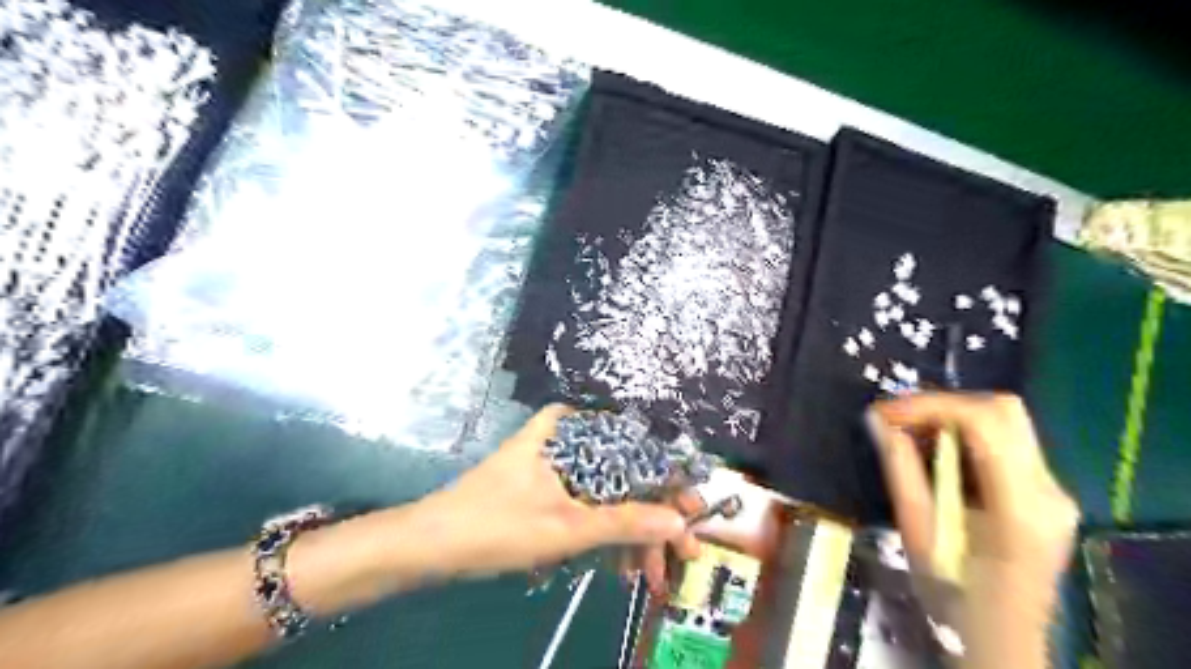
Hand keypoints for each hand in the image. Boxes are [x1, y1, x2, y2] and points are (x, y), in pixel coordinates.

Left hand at [416, 402, 698, 585]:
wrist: (429, 543)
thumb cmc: (496, 525)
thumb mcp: (565, 527)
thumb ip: (624, 522)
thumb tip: (679, 522)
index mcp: (571, 431)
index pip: (637, 453)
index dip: (669, 487)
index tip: (692, 518)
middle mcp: (568, 438)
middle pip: (625, 475)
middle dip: (651, 520)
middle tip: (675, 557)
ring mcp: (557, 462)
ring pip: (608, 493)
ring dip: (629, 532)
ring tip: (645, 573)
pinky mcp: (546, 484)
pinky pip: (588, 502)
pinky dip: (604, 531)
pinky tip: (617, 562)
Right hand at [866, 391, 1080, 667]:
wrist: (1001, 638)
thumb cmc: (954, 595)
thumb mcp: (918, 532)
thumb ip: (901, 471)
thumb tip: (878, 421)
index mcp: (1021, 505)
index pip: (986, 423)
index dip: (931, 406)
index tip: (885, 412)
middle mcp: (1049, 489)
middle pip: (1004, 411)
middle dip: (942, 404)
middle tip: (898, 418)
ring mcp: (1054, 490)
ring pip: (1006, 421)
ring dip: (952, 417)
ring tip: (909, 431)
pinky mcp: (1044, 493)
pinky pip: (1005, 442)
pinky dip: (964, 435)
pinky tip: (935, 451)